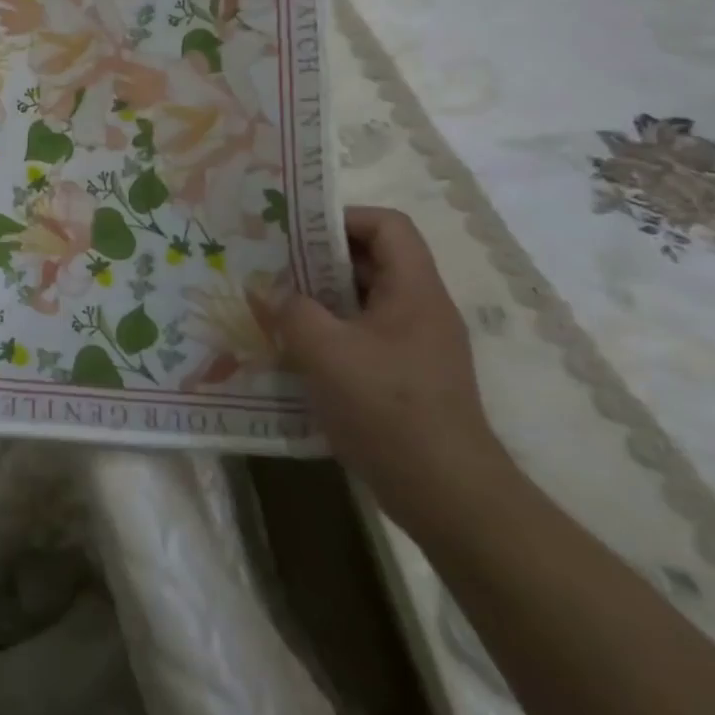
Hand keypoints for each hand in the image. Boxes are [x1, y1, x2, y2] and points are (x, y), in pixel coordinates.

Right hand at [262, 207, 513, 534]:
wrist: (448, 496)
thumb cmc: (389, 408)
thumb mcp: (325, 351)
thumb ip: (290, 311)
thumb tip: (267, 292)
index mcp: (415, 291)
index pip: (388, 226)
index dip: (344, 218)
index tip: (297, 232)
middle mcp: (420, 310)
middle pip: (372, 261)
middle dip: (319, 259)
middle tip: (272, 265)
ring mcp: (415, 347)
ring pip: (363, 301)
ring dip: (319, 298)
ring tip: (274, 304)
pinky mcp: (404, 378)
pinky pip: (362, 336)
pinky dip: (329, 333)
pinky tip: (294, 350)